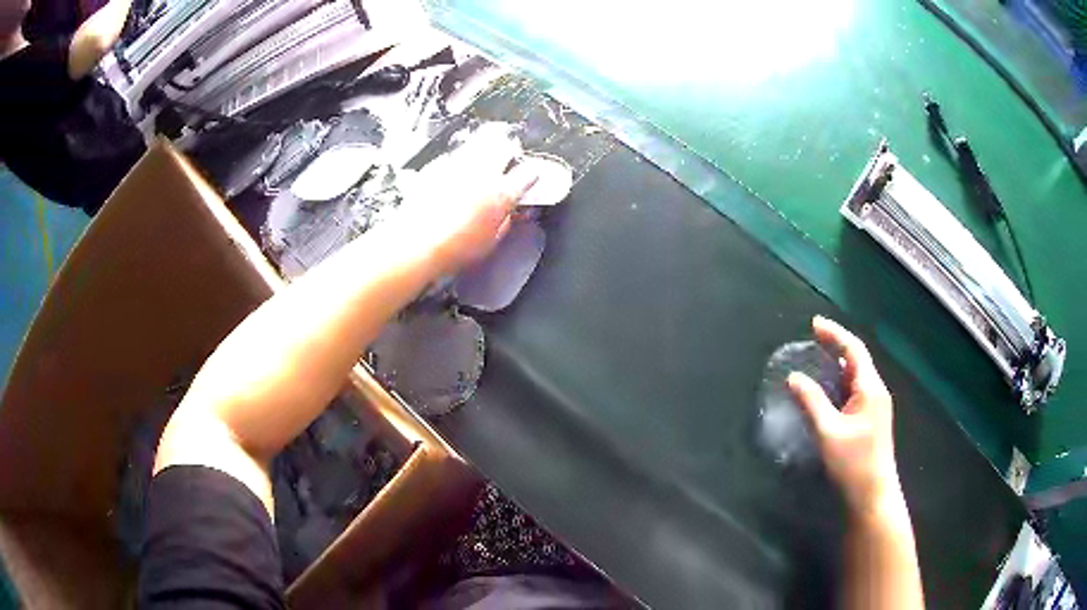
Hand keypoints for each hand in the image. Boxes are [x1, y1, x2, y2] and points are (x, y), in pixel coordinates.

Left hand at [394, 125, 537, 275]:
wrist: (416, 243)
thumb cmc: (454, 248)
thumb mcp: (490, 241)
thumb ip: (505, 221)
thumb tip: (510, 213)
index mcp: (501, 194)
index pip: (527, 174)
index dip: (532, 174)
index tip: (531, 176)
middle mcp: (482, 173)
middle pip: (503, 144)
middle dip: (509, 147)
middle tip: (510, 151)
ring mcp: (458, 165)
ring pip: (478, 142)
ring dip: (486, 145)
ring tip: (486, 151)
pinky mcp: (436, 166)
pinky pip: (455, 155)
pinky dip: (461, 158)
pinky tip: (458, 169)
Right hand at [788, 316, 901, 514]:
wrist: (872, 495)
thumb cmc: (853, 464)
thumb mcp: (828, 432)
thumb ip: (811, 402)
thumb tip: (793, 377)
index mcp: (870, 388)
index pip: (854, 350)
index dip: (835, 334)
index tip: (814, 324)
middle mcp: (876, 391)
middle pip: (857, 358)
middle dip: (836, 343)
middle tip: (813, 336)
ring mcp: (875, 406)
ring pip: (857, 374)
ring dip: (839, 361)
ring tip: (818, 355)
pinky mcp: (871, 419)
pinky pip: (856, 389)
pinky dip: (841, 379)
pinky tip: (829, 387)